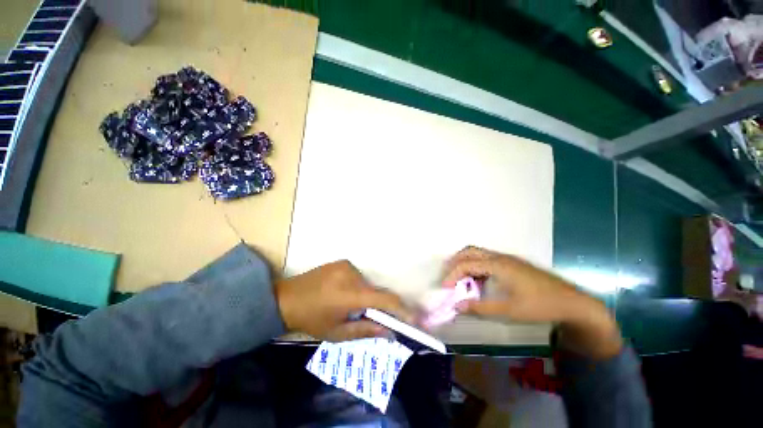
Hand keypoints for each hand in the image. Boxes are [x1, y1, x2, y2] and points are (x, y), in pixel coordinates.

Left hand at [275, 260, 413, 341]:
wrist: (287, 297)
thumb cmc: (311, 320)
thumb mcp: (337, 333)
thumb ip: (366, 331)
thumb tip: (390, 331)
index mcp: (350, 294)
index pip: (384, 300)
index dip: (401, 309)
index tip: (414, 319)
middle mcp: (352, 275)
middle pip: (377, 291)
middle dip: (380, 306)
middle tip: (376, 319)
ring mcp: (347, 265)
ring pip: (368, 284)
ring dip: (367, 296)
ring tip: (351, 307)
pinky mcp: (342, 261)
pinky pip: (358, 277)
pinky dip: (358, 287)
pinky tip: (344, 294)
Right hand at [442, 246, 621, 358]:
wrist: (572, 302)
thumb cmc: (540, 305)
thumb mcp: (508, 310)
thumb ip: (480, 307)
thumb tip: (457, 306)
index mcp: (497, 264)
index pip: (466, 264)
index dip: (452, 274)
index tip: (445, 288)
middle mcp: (499, 257)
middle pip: (469, 251)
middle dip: (455, 262)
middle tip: (448, 278)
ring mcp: (507, 259)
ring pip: (478, 254)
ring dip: (465, 264)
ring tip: (460, 280)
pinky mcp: (512, 264)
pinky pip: (487, 260)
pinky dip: (476, 267)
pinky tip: (479, 282)